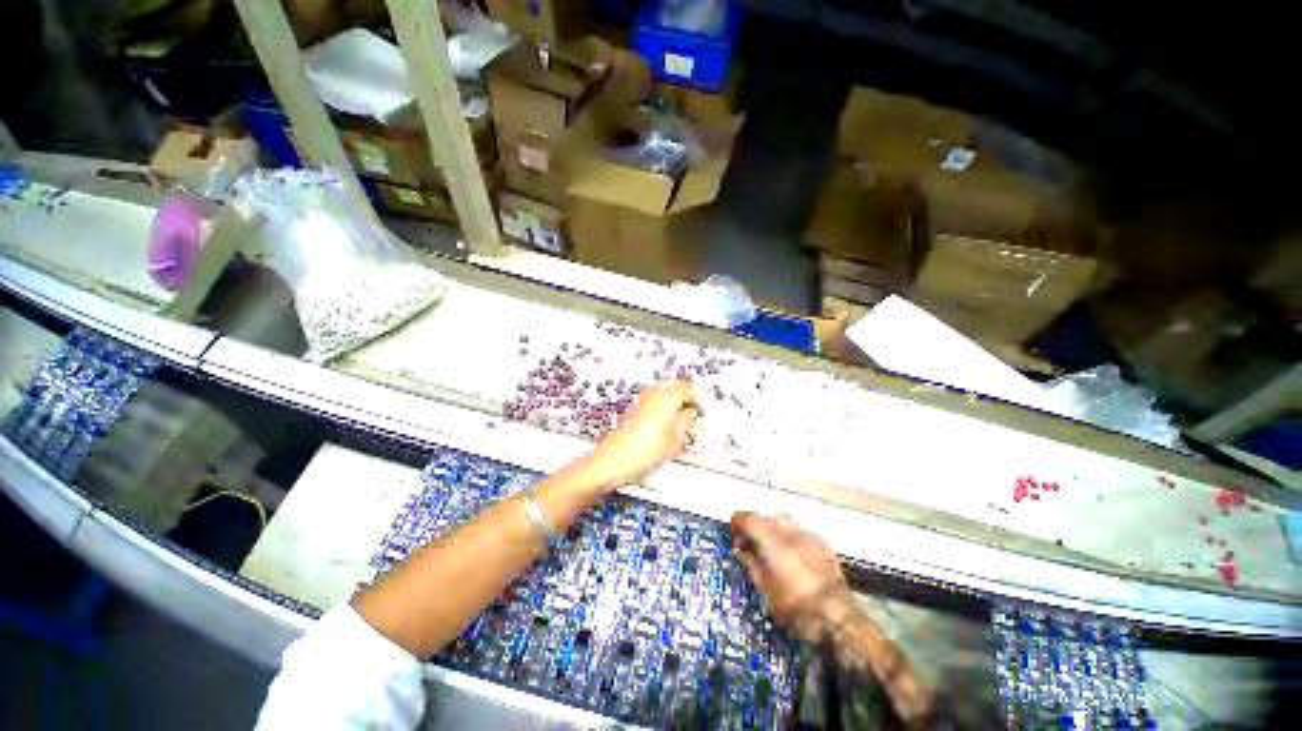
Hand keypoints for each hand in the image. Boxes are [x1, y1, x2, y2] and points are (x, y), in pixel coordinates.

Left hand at [585, 381, 699, 490]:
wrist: (612, 462)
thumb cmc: (647, 451)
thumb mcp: (675, 439)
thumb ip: (686, 421)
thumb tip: (691, 412)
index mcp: (666, 398)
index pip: (687, 388)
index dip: (698, 398)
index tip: (704, 411)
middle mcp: (653, 395)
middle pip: (674, 386)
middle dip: (687, 396)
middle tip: (695, 412)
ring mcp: (642, 402)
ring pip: (663, 393)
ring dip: (675, 401)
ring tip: (683, 421)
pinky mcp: (634, 412)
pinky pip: (655, 402)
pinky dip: (664, 408)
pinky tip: (667, 426)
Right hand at [731, 512, 858, 642]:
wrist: (839, 620)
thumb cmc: (797, 610)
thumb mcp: (766, 591)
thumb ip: (752, 565)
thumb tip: (742, 550)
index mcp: (774, 542)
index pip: (750, 517)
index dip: (738, 522)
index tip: (733, 535)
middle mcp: (792, 533)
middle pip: (768, 516)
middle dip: (757, 525)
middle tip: (751, 543)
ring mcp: (810, 537)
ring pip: (786, 522)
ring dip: (774, 530)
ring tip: (772, 549)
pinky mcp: (824, 546)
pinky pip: (802, 532)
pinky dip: (791, 538)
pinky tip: (793, 556)